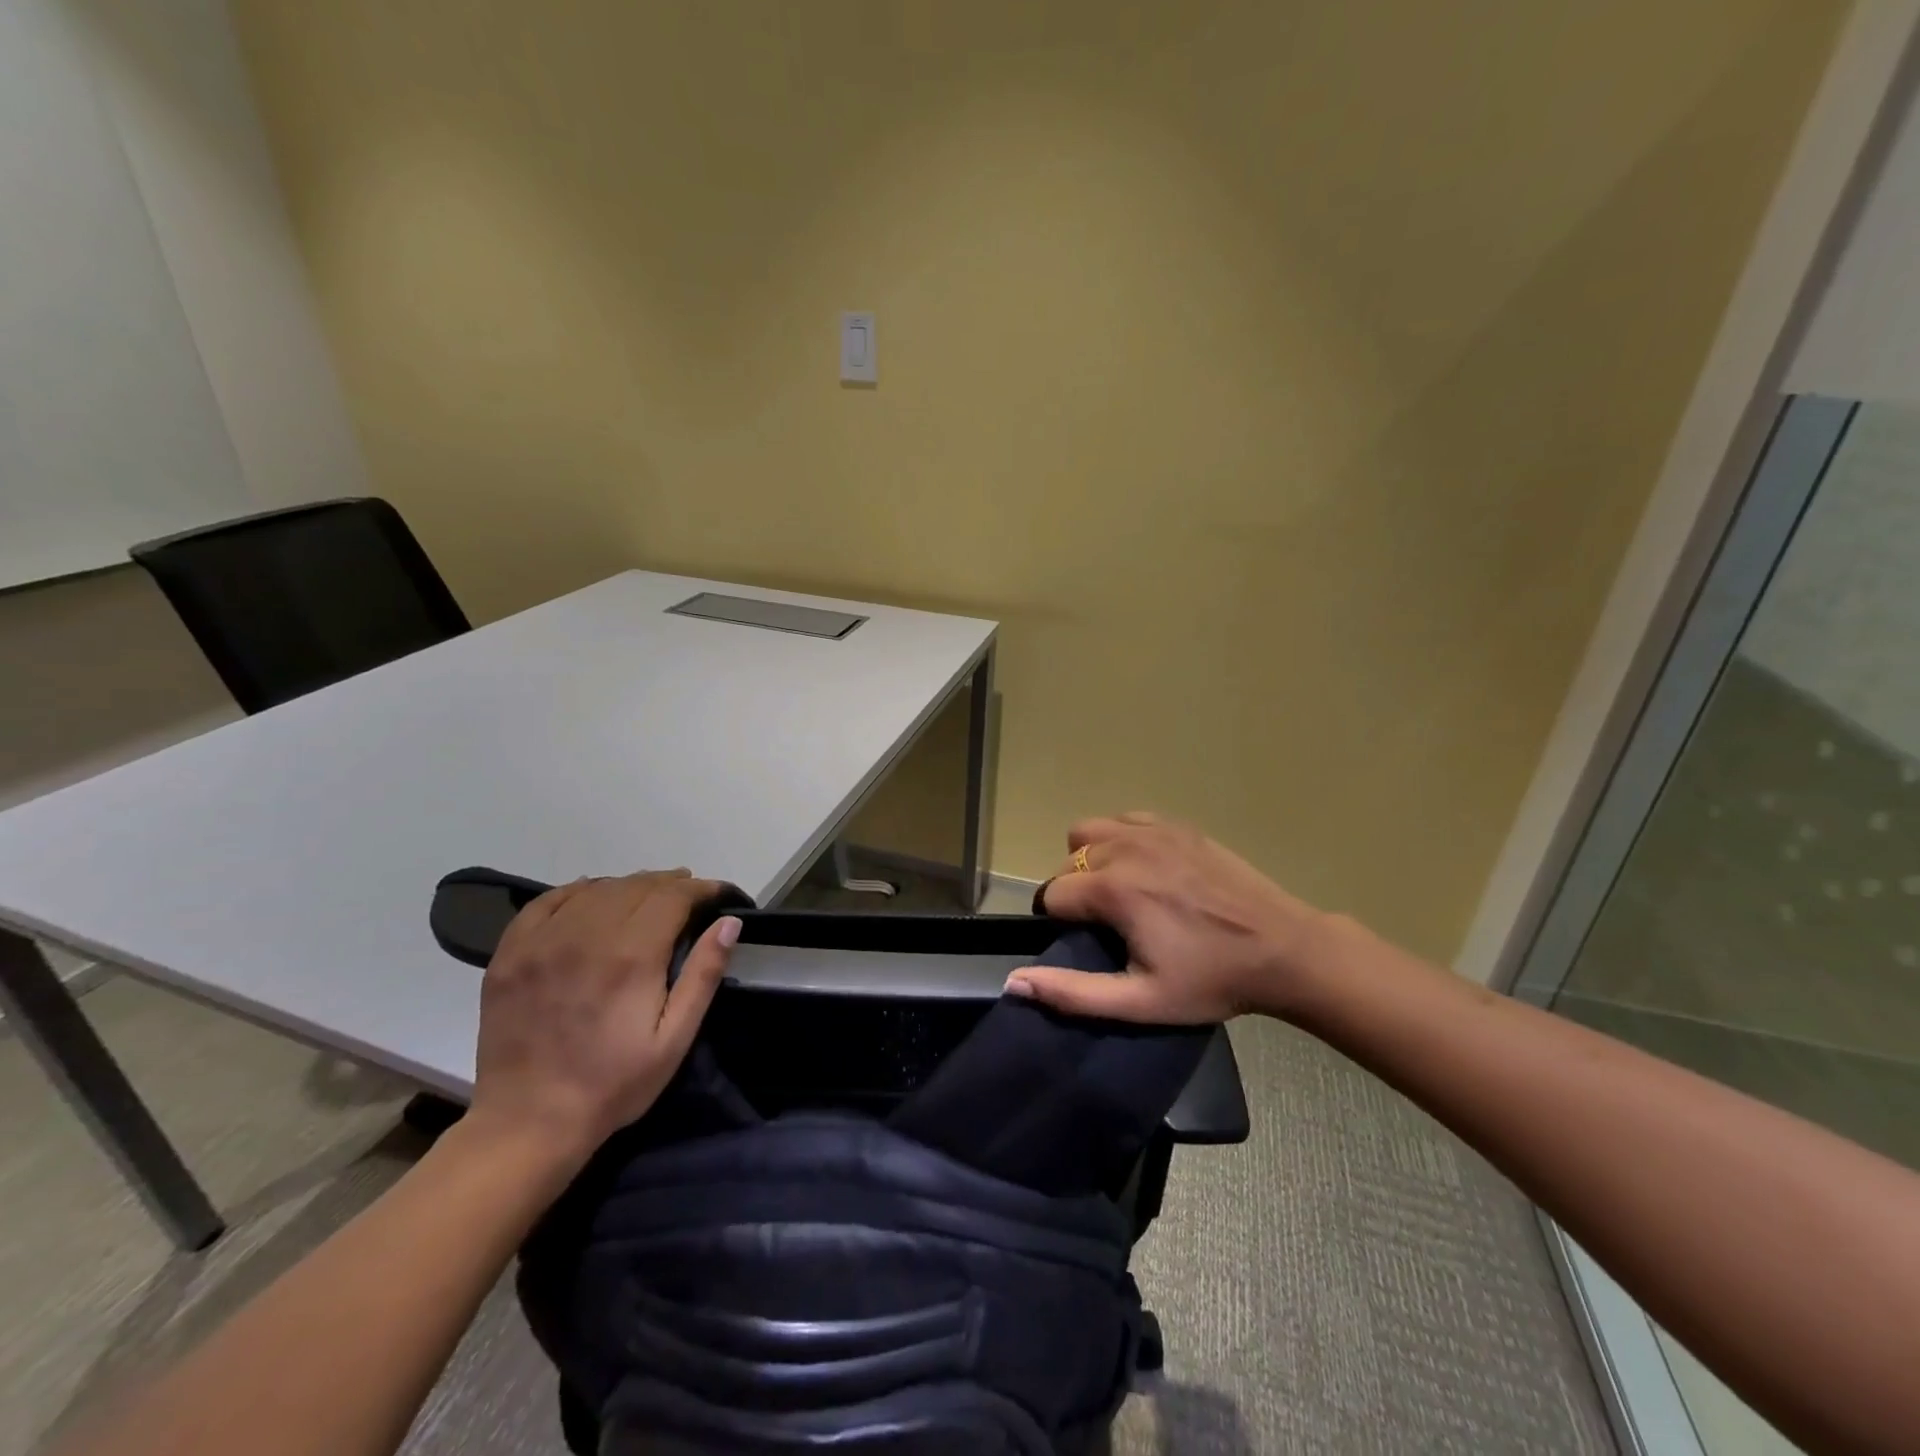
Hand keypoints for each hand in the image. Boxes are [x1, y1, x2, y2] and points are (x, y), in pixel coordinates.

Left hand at [466, 870, 737, 1167]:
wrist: (528, 1123)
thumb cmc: (613, 1084)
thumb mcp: (675, 1038)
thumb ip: (703, 974)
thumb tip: (730, 922)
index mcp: (631, 956)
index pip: (673, 897)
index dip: (700, 889)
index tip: (717, 893)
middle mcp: (586, 936)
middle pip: (636, 886)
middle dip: (669, 883)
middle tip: (689, 893)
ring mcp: (542, 942)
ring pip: (596, 889)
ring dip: (629, 885)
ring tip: (648, 895)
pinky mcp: (511, 954)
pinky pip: (547, 902)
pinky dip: (577, 891)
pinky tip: (592, 896)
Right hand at [1004, 814, 1334, 1023]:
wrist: (1283, 949)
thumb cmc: (1212, 980)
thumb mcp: (1141, 1001)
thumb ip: (1073, 992)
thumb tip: (1013, 982)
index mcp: (1113, 890)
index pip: (1052, 894)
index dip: (1060, 922)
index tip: (1087, 942)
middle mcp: (1124, 848)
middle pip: (1067, 861)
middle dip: (1073, 891)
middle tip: (1106, 924)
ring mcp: (1153, 831)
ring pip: (1089, 832)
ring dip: (1090, 859)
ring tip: (1118, 891)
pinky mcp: (1178, 825)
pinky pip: (1125, 820)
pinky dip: (1120, 839)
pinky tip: (1145, 868)